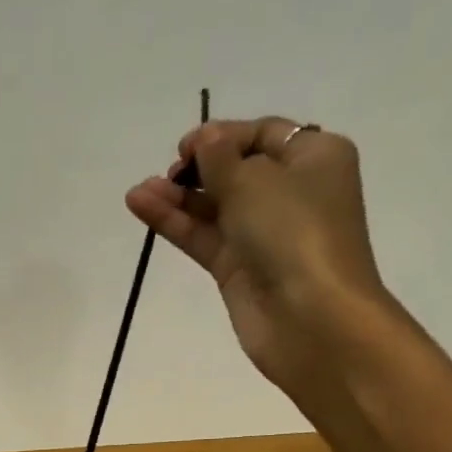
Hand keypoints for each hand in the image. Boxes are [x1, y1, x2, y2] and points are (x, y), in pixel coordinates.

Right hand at [125, 117, 396, 392]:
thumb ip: (220, 157)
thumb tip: (205, 139)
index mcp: (314, 158)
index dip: (223, 136)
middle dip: (198, 169)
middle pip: (236, 171)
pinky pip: (203, 237)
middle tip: (169, 173)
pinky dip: (175, 222)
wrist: (310, 317)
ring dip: (177, 197)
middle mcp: (291, 192)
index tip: (186, 147)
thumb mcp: (255, 180)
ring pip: (214, 207)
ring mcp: (262, 234)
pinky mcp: (238, 269)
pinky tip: (142, 206)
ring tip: (137, 192)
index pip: (263, 134)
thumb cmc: (294, 232)